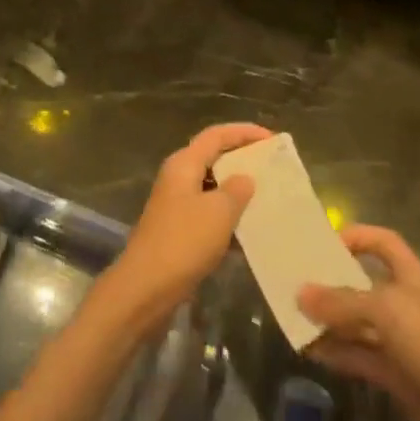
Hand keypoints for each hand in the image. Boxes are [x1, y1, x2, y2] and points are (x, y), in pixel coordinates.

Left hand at [96, 123, 269, 336]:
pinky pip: (210, 215)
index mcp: (184, 164)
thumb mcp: (218, 212)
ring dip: (238, 191)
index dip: (244, 132)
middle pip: (214, 158)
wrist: (146, 289)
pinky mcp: (180, 232)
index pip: (216, 135)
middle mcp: (178, 179)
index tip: (272, 138)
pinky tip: (251, 231)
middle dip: (243, 160)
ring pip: (213, 188)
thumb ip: (237, 190)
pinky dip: (229, 218)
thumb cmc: (183, 241)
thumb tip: (245, 179)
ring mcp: (177, 206)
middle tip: (273, 167)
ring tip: (269, 197)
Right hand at [298, 226, 419, 420]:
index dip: (356, 237)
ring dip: (331, 322)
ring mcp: (406, 344)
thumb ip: (342, 302)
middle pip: (366, 285)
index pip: (383, 243)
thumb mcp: (387, 312)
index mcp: (414, 277)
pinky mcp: (402, 379)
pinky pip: (363, 358)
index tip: (321, 244)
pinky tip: (311, 352)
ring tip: (293, 320)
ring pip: (361, 325)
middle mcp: (410, 305)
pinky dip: (339, 354)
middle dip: (333, 284)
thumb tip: (300, 292)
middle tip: (294, 285)